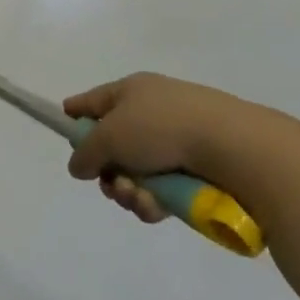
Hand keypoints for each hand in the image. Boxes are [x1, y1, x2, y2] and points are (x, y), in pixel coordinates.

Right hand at [63, 73, 293, 225]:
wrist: (235, 148)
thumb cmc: (163, 128)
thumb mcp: (109, 136)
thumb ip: (86, 153)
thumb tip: (79, 166)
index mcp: (132, 91)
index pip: (92, 101)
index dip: (75, 117)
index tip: (65, 135)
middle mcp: (153, 111)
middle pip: (113, 146)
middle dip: (108, 172)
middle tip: (111, 185)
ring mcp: (178, 141)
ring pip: (137, 173)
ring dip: (130, 191)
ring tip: (139, 199)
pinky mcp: (198, 170)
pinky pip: (162, 189)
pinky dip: (155, 201)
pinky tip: (157, 208)